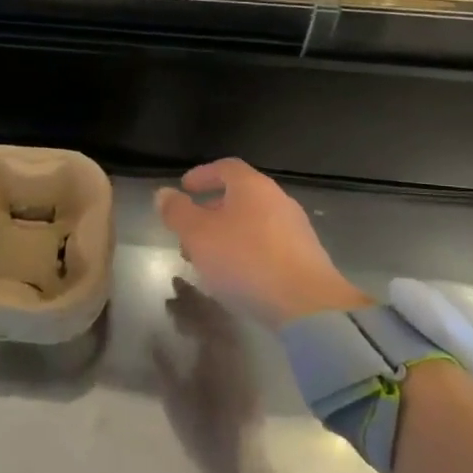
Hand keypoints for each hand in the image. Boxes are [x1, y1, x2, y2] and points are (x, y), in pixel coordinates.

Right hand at [152, 280, 255, 472]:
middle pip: (218, 315)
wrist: (243, 464)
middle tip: (174, 291)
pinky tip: (200, 332)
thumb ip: (165, 367)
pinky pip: (231, 337)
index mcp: (219, 354)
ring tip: (183, 309)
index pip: (205, 315)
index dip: (189, 298)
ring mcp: (244, 361)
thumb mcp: (177, 402)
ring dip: (206, 312)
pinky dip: (215, 327)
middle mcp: (235, 351)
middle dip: (197, 300)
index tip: (172, 284)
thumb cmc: (205, 434)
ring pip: (226, 325)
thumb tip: (153, 337)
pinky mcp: (247, 372)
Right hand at [155, 159, 370, 326]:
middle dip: (211, 210)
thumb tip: (164, 194)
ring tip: (207, 257)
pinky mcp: (305, 257)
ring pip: (252, 222)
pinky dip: (246, 251)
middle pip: (240, 196)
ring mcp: (295, 229)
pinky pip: (267, 245)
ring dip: (227, 234)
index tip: (184, 188)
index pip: (225, 167)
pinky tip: (236, 276)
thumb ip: (177, 212)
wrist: (308, 305)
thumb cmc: (246, 260)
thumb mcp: (198, 235)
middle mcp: (277, 199)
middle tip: (189, 229)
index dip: (202, 175)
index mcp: (252, 186)